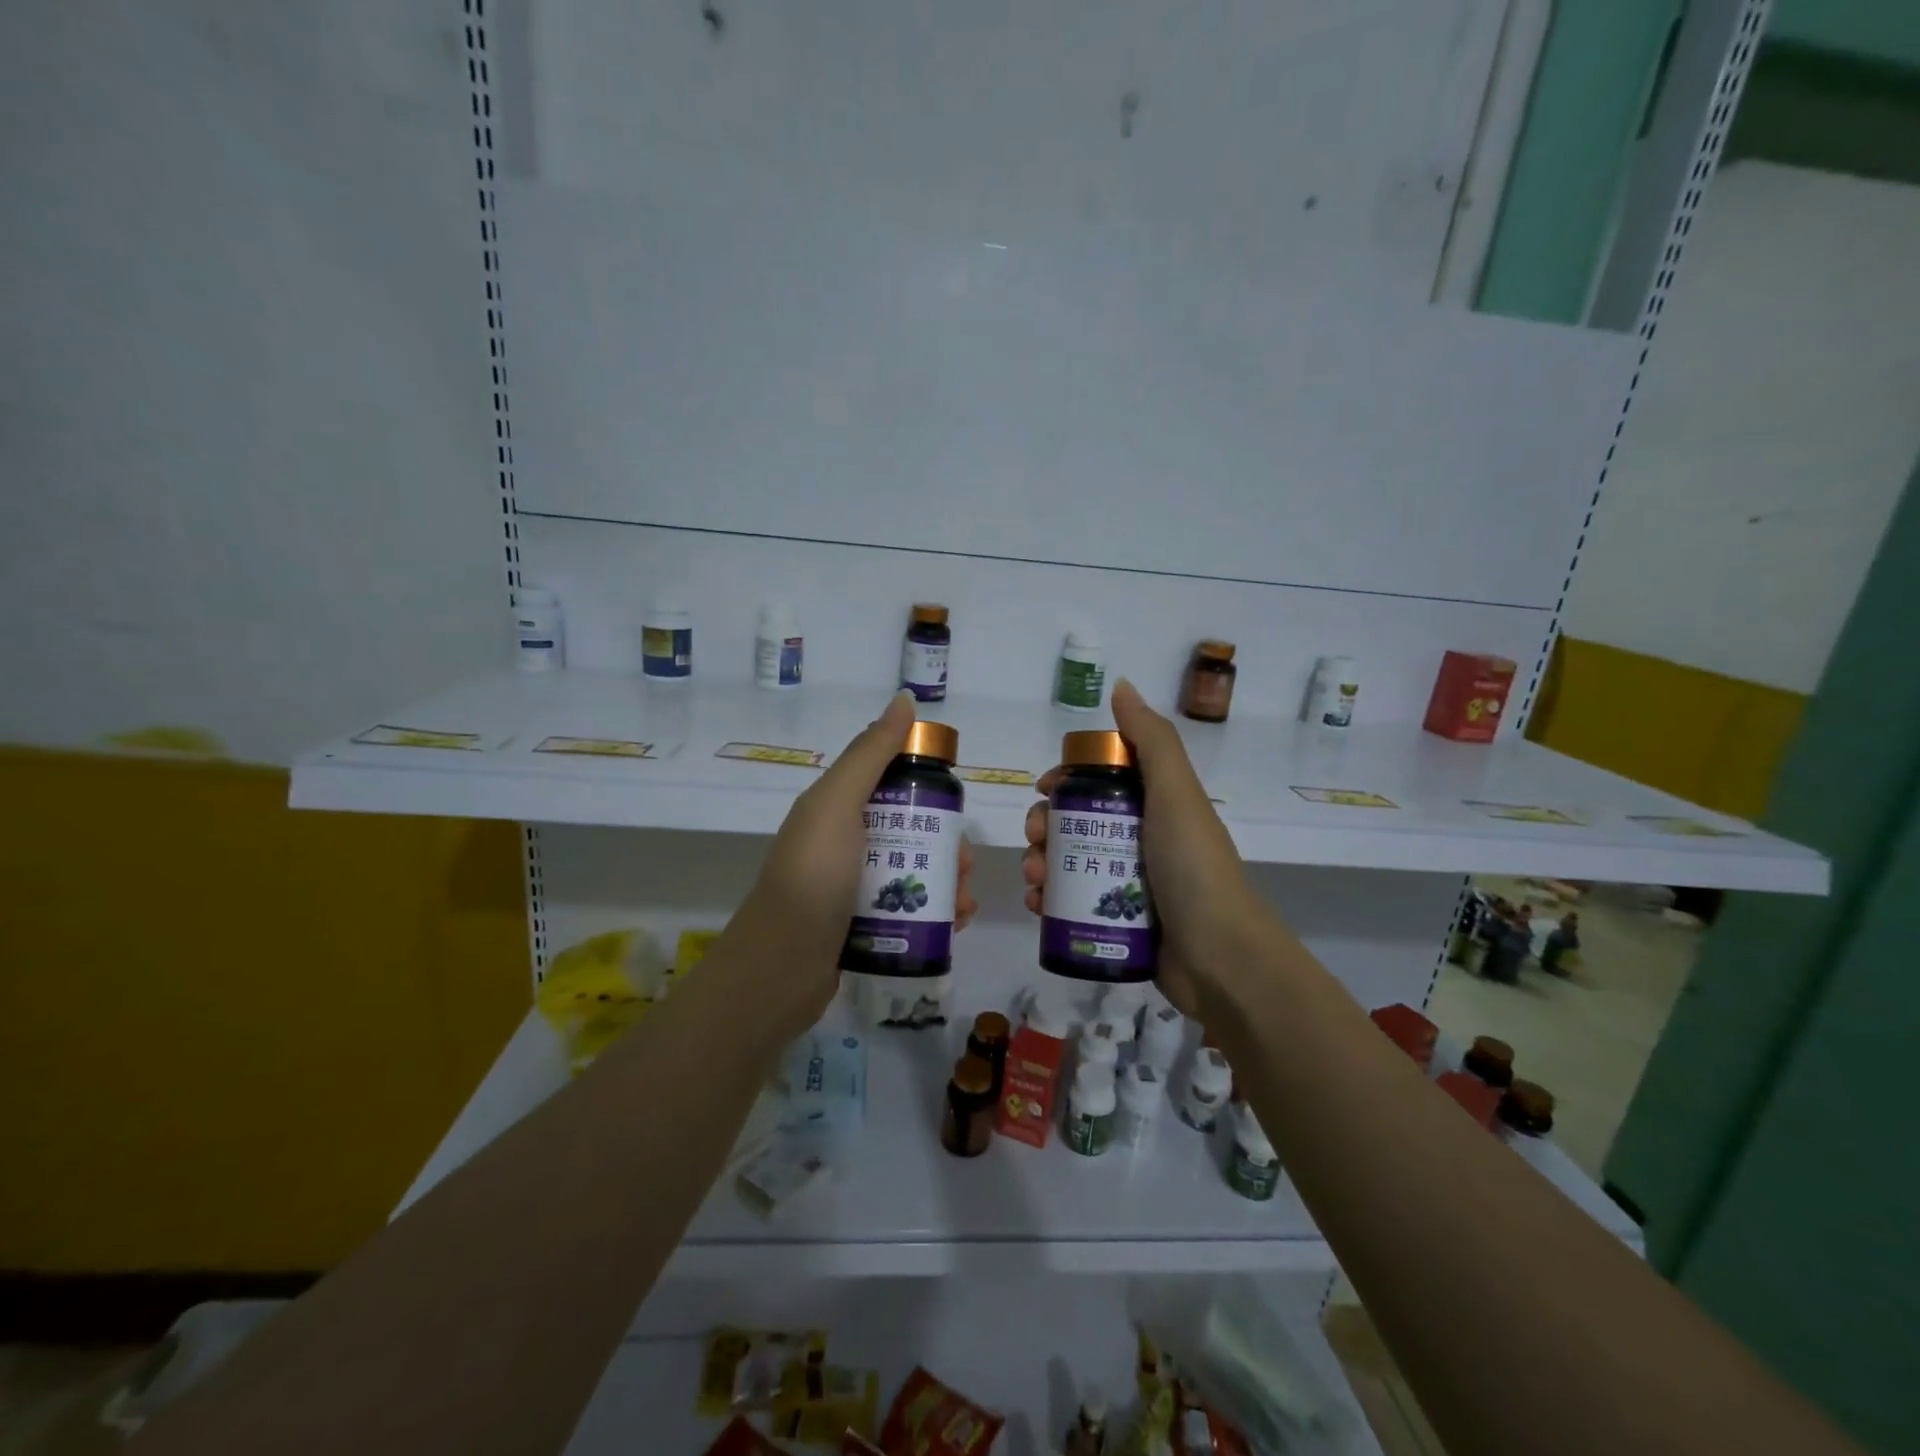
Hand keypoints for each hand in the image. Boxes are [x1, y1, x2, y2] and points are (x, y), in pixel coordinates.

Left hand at [733, 691, 976, 1029]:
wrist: (780, 968)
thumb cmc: (813, 876)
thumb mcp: (838, 804)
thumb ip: (871, 753)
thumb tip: (903, 700)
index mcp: (835, 809)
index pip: (889, 783)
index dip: (925, 787)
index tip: (954, 804)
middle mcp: (843, 844)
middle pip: (908, 831)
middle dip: (945, 844)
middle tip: (965, 865)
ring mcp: (852, 888)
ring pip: (912, 871)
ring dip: (947, 882)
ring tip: (965, 903)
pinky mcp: (862, 926)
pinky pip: (907, 909)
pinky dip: (936, 913)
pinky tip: (956, 924)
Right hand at [1021, 679, 1267, 1020]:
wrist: (1220, 957)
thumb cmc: (1193, 867)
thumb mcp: (1176, 793)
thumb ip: (1150, 739)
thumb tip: (1121, 686)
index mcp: (1156, 806)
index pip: (1102, 780)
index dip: (1069, 779)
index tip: (1046, 789)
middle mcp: (1141, 840)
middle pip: (1078, 822)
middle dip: (1046, 825)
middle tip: (1036, 840)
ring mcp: (1129, 883)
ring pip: (1069, 862)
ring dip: (1041, 862)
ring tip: (1034, 878)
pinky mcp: (1118, 922)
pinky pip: (1072, 902)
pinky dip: (1048, 900)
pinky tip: (1037, 905)